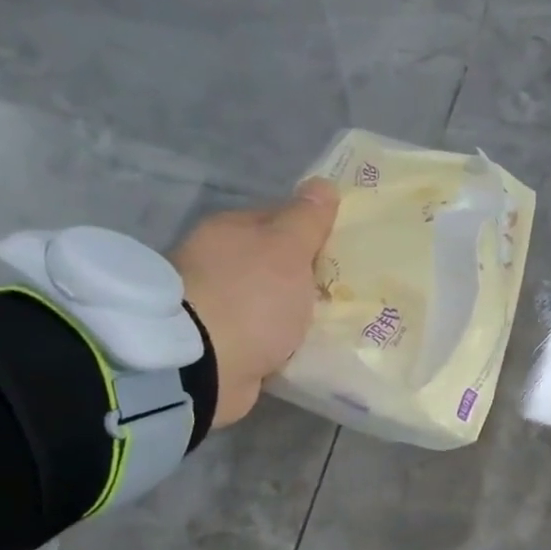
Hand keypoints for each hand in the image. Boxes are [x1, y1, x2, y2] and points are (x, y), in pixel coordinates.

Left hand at [172, 178, 339, 427]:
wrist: (203, 365)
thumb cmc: (251, 298)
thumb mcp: (287, 250)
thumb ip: (307, 220)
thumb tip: (323, 184)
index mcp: (229, 230)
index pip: (279, 219)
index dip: (313, 232)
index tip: (345, 252)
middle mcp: (217, 262)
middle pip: (275, 263)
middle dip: (307, 277)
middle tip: (346, 292)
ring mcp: (217, 305)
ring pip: (270, 302)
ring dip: (294, 312)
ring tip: (333, 324)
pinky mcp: (221, 344)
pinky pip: (264, 336)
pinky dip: (282, 341)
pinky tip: (306, 349)